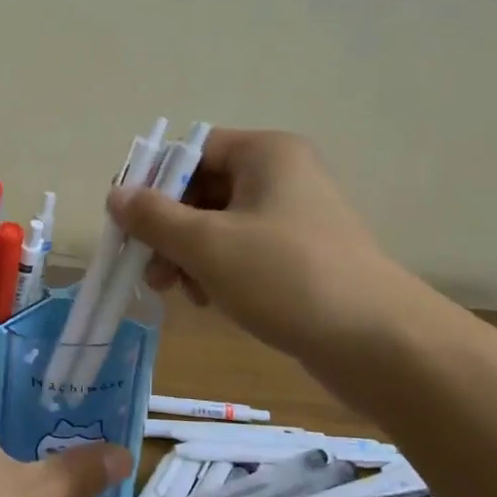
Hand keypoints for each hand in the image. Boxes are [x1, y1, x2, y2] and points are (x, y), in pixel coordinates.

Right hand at [106, 129, 421, 373]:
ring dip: (188, 254)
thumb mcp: (207, 244)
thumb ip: (154, 217)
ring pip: (218, 224)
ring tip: (176, 291)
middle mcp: (281, 175)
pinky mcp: (301, 256)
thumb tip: (115, 194)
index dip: (152, 182)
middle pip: (202, 189)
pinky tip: (209, 301)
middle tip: (147, 267)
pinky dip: (217, 271)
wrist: (381, 344)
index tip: (126, 221)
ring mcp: (294, 217)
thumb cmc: (286, 277)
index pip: (191, 151)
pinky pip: (243, 251)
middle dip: (168, 228)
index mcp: (265, 153)